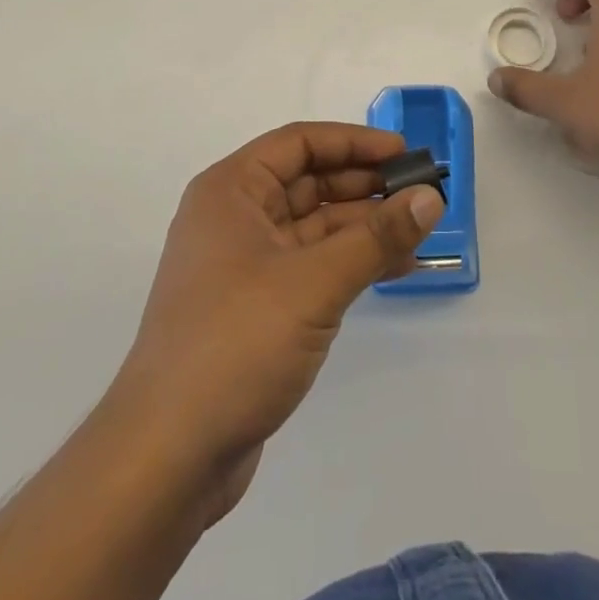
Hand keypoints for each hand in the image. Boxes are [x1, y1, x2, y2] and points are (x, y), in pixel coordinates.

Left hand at [107, 123, 444, 523]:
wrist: (167, 457)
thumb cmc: (236, 343)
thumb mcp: (314, 282)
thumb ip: (376, 237)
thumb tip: (430, 198)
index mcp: (231, 191)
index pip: (299, 143)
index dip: (354, 142)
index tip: (404, 153)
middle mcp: (234, 218)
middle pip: (309, 182)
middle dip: (365, 185)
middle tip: (421, 194)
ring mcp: (244, 266)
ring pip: (314, 227)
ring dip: (364, 227)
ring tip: (419, 233)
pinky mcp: (256, 308)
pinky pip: (312, 266)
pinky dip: (351, 263)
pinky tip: (395, 269)